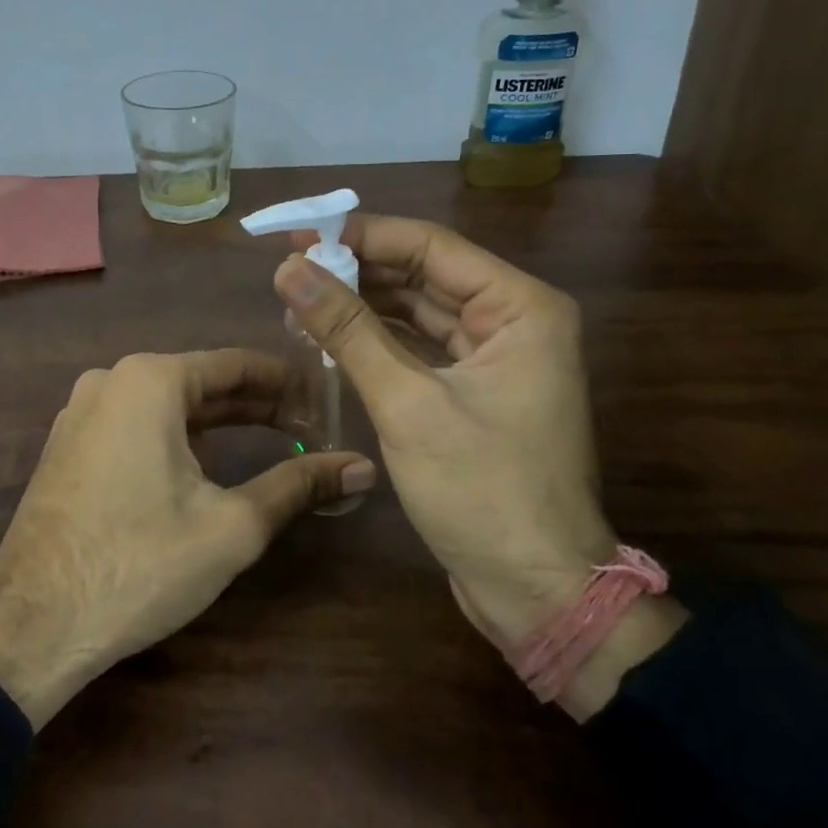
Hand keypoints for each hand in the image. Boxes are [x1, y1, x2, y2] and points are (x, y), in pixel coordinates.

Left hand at [0, 350, 372, 727]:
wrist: (30, 626)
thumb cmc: (138, 565)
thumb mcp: (231, 526)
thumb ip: (298, 486)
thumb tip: (362, 466)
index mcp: (149, 380)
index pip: (236, 364)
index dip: (287, 383)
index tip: (326, 402)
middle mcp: (111, 380)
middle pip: (201, 381)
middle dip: (256, 404)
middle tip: (308, 426)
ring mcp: (81, 411)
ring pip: (168, 403)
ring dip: (218, 421)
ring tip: (269, 441)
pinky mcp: (69, 444)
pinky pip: (136, 423)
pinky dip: (177, 435)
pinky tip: (205, 464)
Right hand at [276, 216, 682, 718]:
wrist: (538, 593)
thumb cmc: (483, 492)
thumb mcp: (407, 403)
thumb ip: (348, 329)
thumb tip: (288, 268)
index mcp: (520, 307)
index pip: (430, 246)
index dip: (361, 235)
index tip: (298, 234)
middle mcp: (515, 319)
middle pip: (424, 273)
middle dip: (357, 269)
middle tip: (289, 267)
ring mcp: (497, 356)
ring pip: (419, 309)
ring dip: (363, 303)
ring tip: (300, 296)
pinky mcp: (476, 390)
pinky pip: (421, 346)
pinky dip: (378, 339)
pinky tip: (331, 334)